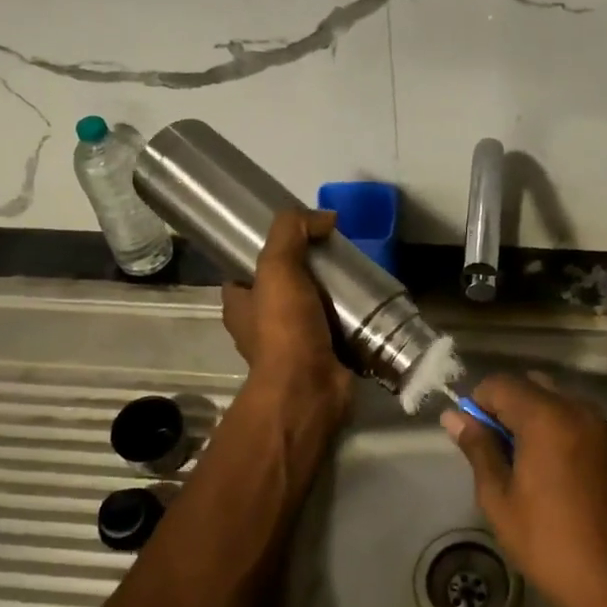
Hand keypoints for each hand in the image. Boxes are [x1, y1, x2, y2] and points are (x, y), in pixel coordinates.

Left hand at [222, 208, 352, 421]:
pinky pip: (335, 332)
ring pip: (311, 311)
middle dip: (306, 274)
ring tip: (355, 277)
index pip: (245, 273)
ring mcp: (291, 347)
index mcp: (239, 307)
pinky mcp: (321, 360)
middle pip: (282, 290)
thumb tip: (325, 218)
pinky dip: (350, 321)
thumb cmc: (284, 328)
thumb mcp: (278, 266)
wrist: (309, 388)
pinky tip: (367, 305)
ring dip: (331, 298)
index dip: (265, 253)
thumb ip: (293, 232)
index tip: (295, 239)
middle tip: (333, 256)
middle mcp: (259, 328)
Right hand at [442, 372, 606, 606]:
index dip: (478, 402)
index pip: (501, 383)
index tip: (473, 436)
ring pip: (562, 404)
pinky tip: (562, 477)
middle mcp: (581, 412)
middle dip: (509, 407)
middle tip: (499, 449)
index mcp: (547, 418)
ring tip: (529, 466)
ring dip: (539, 420)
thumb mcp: (500, 501)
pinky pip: (585, 426)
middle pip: (534, 386)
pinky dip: (565, 435)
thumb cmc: (552, 546)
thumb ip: (479, 450)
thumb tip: (455, 417)